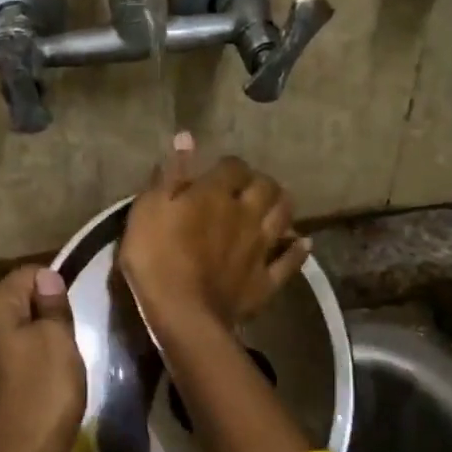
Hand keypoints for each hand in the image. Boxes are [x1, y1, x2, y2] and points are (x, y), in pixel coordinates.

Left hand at [0, 266, 85, 451]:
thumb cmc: (43, 393)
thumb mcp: (59, 341)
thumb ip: (52, 304)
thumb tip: (45, 277)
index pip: (27, 274)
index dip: (54, 286)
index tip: (72, 314)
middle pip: (14, 303)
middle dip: (42, 314)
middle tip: (68, 340)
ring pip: (8, 333)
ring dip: (32, 341)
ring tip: (56, 365)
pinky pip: (2, 361)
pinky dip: (21, 365)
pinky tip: (37, 386)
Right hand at [119, 134, 311, 336]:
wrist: (182, 313)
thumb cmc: (156, 257)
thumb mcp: (149, 209)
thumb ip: (170, 175)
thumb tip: (186, 138)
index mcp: (215, 193)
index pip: (232, 166)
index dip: (229, 165)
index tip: (220, 170)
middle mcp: (246, 214)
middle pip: (265, 187)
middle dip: (261, 181)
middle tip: (251, 186)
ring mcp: (260, 248)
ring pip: (284, 217)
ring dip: (283, 205)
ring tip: (276, 203)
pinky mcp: (266, 280)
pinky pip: (290, 261)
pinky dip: (298, 250)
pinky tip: (303, 243)